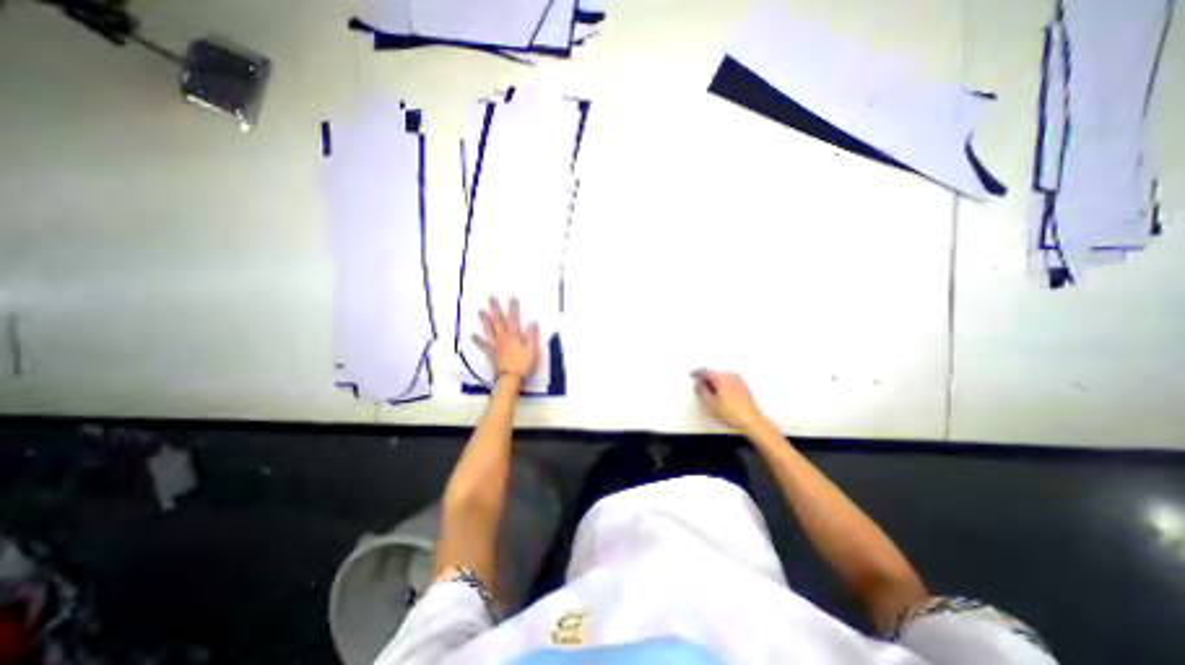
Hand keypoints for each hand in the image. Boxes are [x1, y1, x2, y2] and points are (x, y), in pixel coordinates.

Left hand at [477, 296, 543, 383]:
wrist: (510, 378)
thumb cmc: (523, 364)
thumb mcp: (532, 349)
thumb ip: (532, 335)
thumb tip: (533, 322)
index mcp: (514, 335)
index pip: (514, 318)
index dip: (513, 308)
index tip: (512, 297)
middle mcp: (503, 337)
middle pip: (498, 321)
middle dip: (495, 309)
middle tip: (491, 298)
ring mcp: (495, 345)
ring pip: (489, 329)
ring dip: (485, 320)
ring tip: (480, 311)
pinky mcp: (491, 353)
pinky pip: (483, 345)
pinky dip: (478, 340)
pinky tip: (473, 335)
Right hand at [696, 369, 767, 436]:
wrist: (751, 421)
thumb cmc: (730, 412)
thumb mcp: (710, 402)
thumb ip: (701, 389)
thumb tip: (698, 382)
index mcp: (721, 377)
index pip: (705, 371)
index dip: (696, 373)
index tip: (691, 375)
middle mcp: (730, 374)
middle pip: (713, 373)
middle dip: (705, 379)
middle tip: (699, 387)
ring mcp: (738, 379)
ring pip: (721, 377)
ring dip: (713, 382)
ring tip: (709, 393)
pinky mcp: (743, 385)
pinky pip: (728, 381)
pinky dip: (721, 385)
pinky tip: (720, 395)